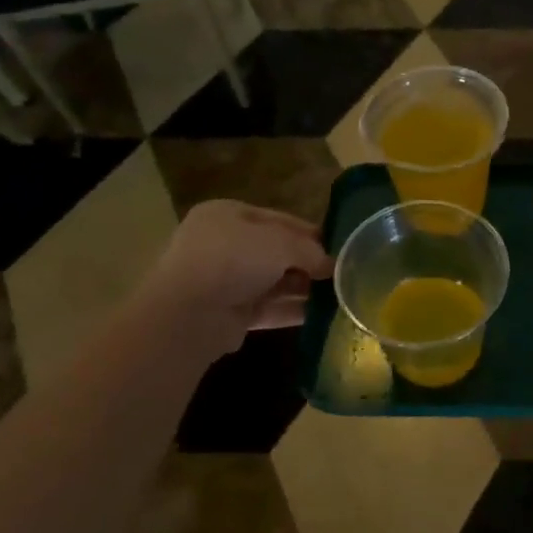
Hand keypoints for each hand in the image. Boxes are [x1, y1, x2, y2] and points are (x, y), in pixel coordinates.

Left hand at [148, 201, 334, 354]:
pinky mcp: (230, 314)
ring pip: (274, 281)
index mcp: (229, 215)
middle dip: (309, 263)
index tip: (340, 246)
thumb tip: (332, 264)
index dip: (311, 232)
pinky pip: (269, 309)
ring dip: (304, 288)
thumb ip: (310, 250)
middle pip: (277, 252)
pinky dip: (293, 311)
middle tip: (343, 274)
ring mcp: (226, 281)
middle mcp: (225, 244)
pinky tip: (323, 316)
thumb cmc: (233, 260)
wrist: (188, 314)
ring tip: (340, 296)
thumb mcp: (280, 243)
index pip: (278, 219)